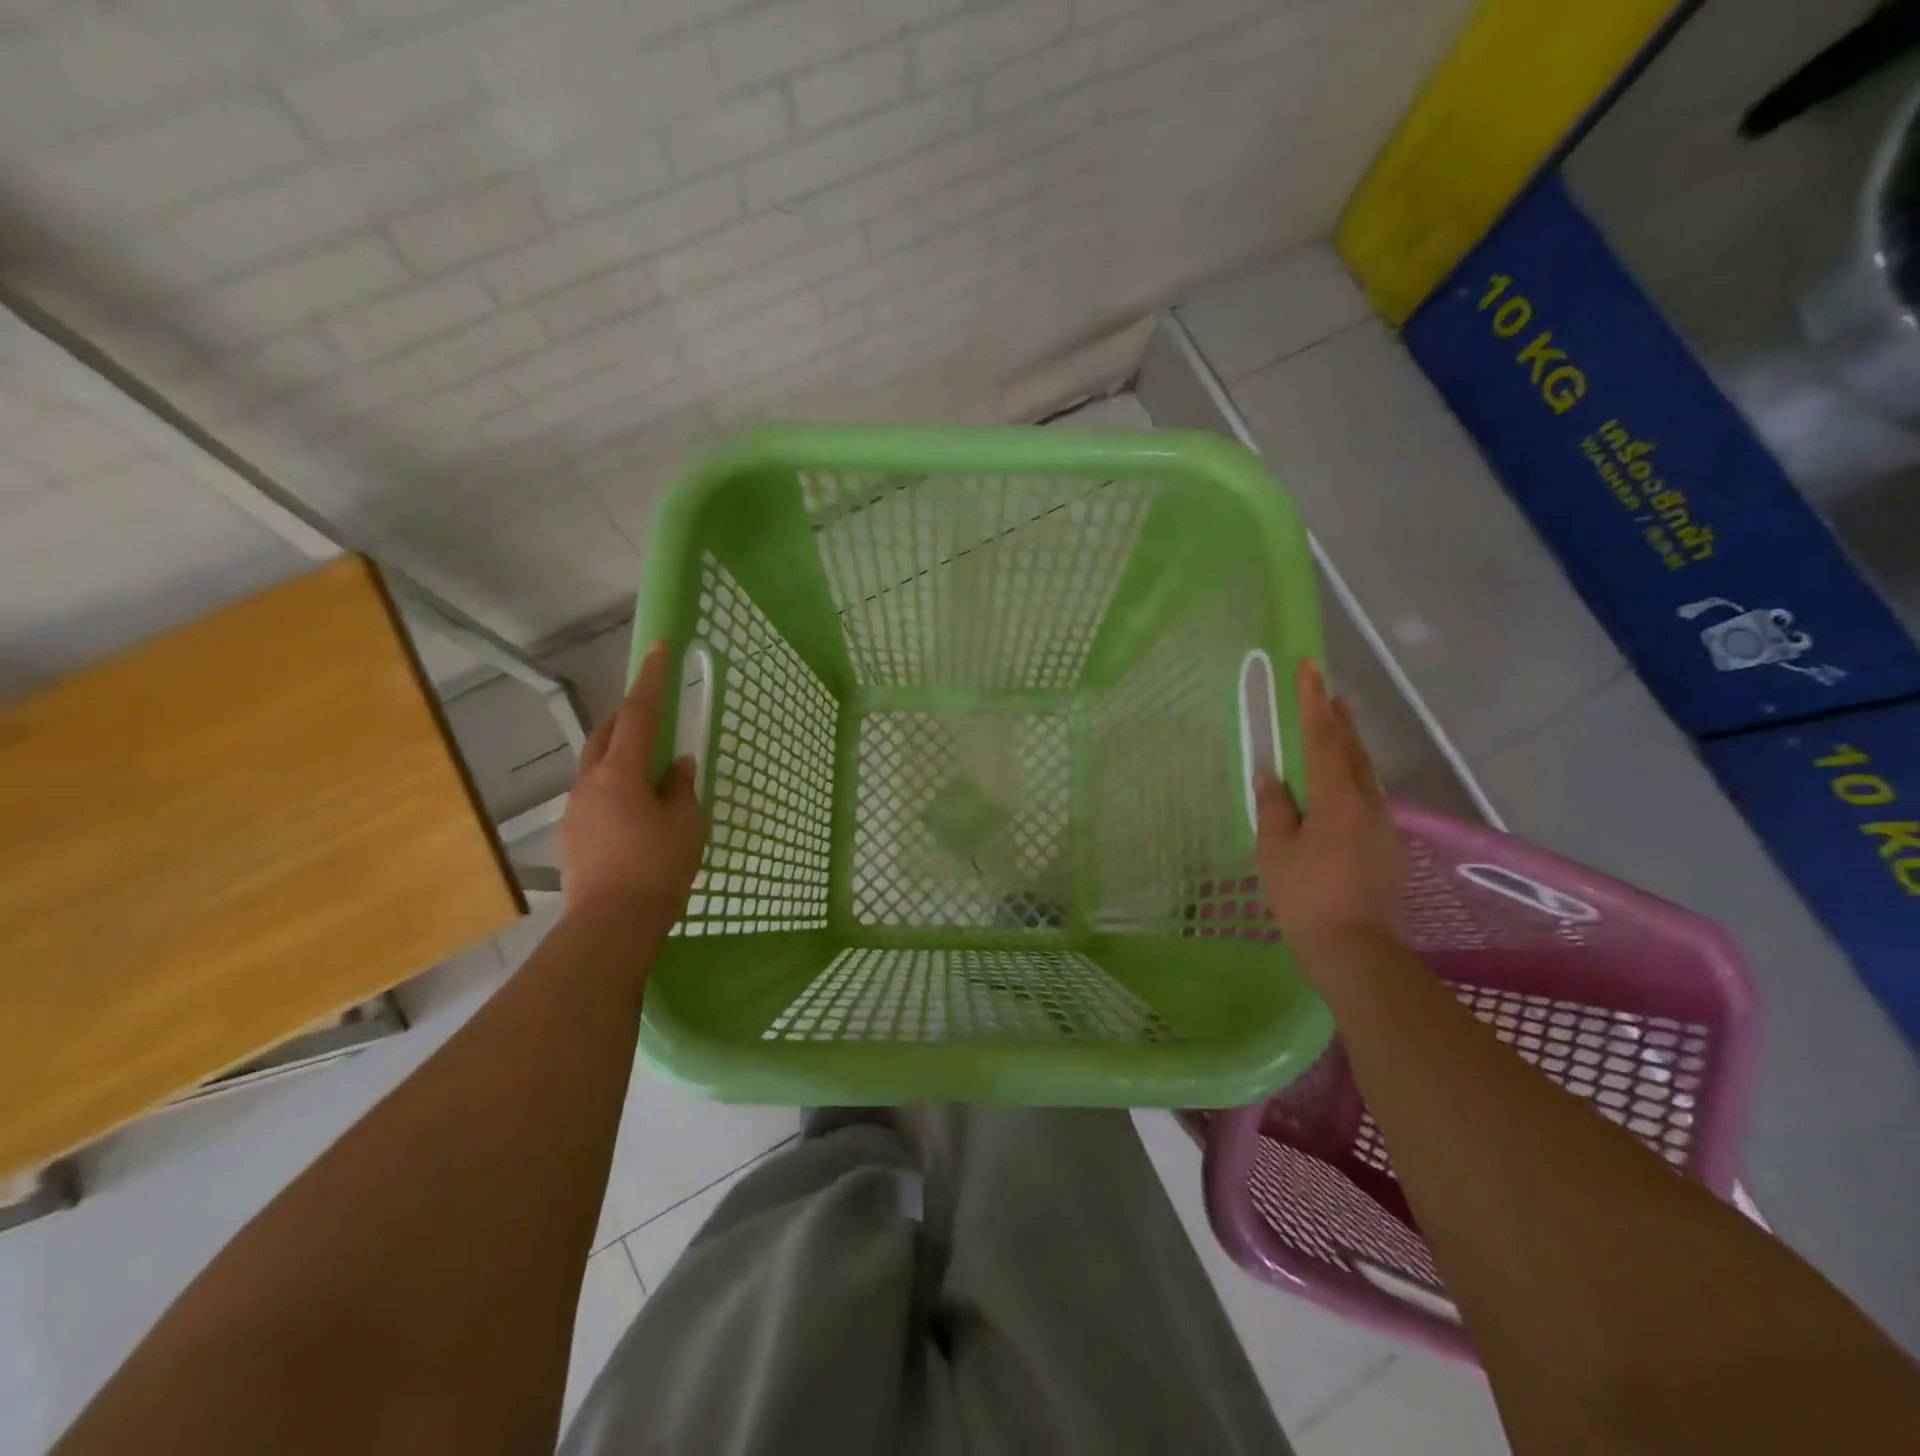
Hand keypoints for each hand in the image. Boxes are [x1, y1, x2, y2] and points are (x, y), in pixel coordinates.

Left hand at [560, 642, 705, 932]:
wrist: (611, 923)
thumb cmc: (657, 867)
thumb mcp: (685, 823)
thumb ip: (680, 788)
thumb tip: (677, 766)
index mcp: (620, 772)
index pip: (639, 714)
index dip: (651, 680)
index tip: (659, 649)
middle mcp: (590, 783)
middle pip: (606, 734)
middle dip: (628, 715)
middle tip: (652, 708)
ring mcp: (575, 809)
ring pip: (596, 765)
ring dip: (619, 753)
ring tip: (647, 766)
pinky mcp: (572, 835)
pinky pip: (594, 795)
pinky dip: (614, 786)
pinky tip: (633, 809)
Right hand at [1254, 661, 1404, 970]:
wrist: (1358, 952)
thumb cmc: (1306, 898)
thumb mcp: (1275, 852)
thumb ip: (1275, 809)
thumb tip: (1271, 777)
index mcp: (1336, 799)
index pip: (1323, 739)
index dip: (1314, 703)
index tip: (1310, 669)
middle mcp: (1368, 804)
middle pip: (1354, 752)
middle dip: (1340, 720)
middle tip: (1330, 693)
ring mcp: (1385, 828)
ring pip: (1366, 777)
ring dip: (1350, 750)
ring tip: (1337, 733)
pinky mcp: (1390, 850)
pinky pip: (1369, 803)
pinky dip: (1354, 783)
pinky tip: (1343, 795)